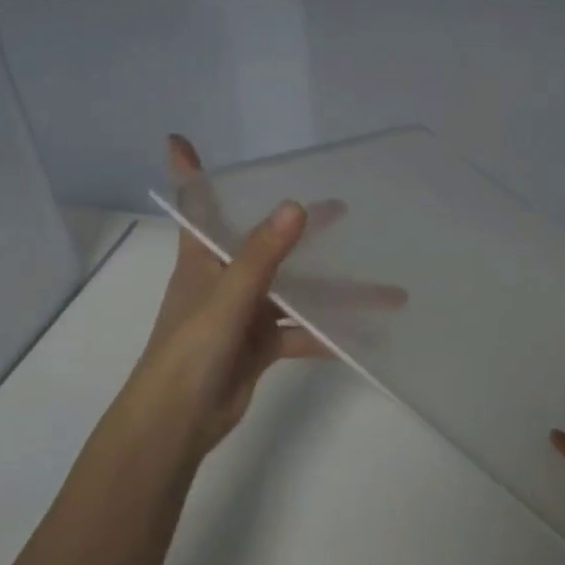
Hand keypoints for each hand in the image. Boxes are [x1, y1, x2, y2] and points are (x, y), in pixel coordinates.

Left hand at [118, 135, 333, 464]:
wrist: (177, 424)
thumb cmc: (190, 351)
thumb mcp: (227, 298)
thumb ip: (262, 255)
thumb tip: (297, 206)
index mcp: (203, 259)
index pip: (196, 206)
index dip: (190, 172)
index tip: (181, 140)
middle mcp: (224, 280)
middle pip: (263, 243)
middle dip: (298, 227)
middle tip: (340, 207)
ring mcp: (244, 314)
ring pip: (295, 292)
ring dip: (335, 292)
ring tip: (387, 290)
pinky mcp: (259, 345)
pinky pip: (301, 332)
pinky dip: (329, 334)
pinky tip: (364, 336)